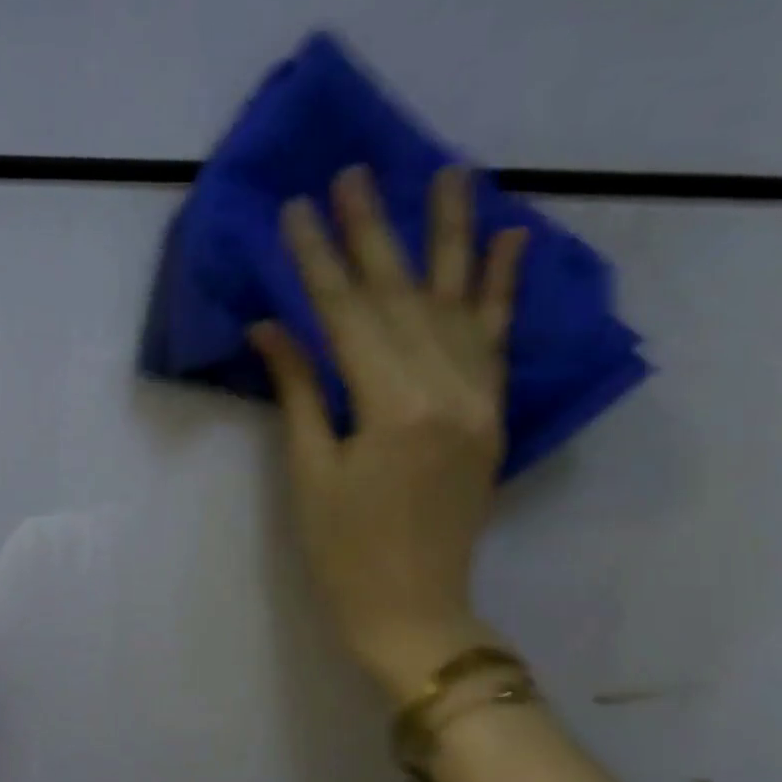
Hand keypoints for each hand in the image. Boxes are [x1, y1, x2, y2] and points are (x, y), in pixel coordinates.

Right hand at [251, 165, 527, 699]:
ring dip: (450, 235)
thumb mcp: (310, 471)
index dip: (317, 260)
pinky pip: (500, 339)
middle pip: (402, 296)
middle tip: (353, 171)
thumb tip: (271, 328)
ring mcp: (480, 400)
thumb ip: (299, 390)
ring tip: (447, 171)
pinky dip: (504, 288)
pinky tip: (509, 239)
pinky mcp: (493, 414)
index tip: (296, 208)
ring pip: (460, 302)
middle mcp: (448, 390)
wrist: (414, 610)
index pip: (346, 316)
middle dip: (372, 231)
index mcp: (393, 408)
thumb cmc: (344, 551)